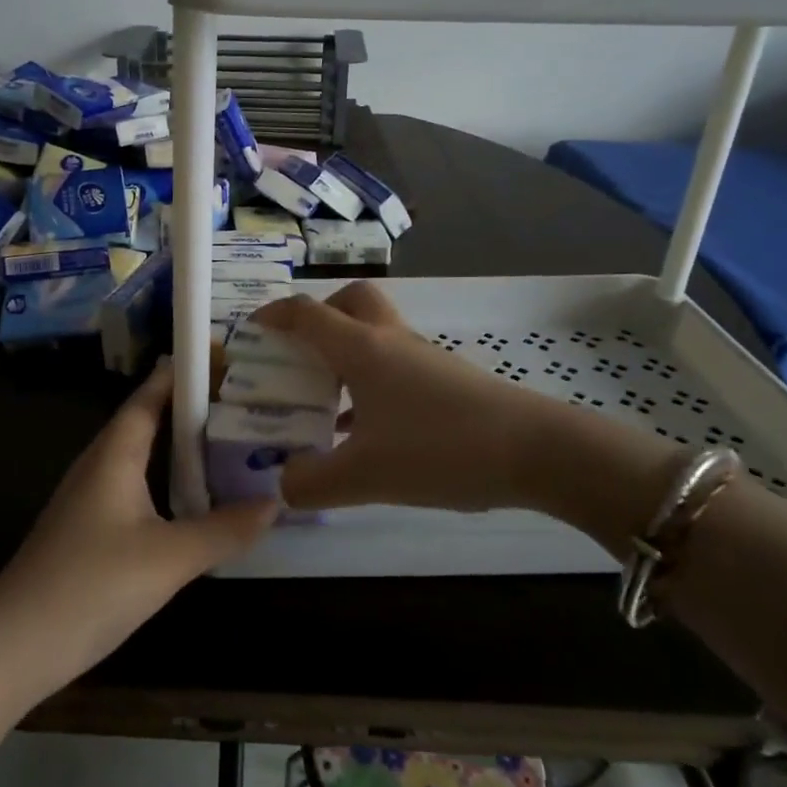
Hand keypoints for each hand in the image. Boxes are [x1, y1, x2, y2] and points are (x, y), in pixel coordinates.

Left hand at [0, 359, 277, 688]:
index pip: (153, 392)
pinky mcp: (92, 527)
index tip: (230, 358)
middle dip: (195, 408)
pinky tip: (197, 499)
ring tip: (233, 442)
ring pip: (144, 455)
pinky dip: (171, 481)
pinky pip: (138, 486)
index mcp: (116, 451)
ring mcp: (93, 495)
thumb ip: (224, 530)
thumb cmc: (93, 584)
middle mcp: (102, 462)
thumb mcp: (169, 558)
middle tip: (247, 401)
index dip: (187, 372)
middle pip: (151, 419)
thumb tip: (275, 503)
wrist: (17, 643)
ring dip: (183, 447)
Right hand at [250, 282, 676, 543]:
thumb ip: (313, 483)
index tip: (251, 330)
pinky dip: (372, 383)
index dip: (273, 315)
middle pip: (350, 302)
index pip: (306, 313)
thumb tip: (284, 484)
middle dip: (320, 317)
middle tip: (302, 355)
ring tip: (326, 401)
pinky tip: (369, 431)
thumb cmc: (440, 449)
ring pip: (375, 335)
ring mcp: (422, 358)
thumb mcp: (366, 476)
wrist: (536, 451)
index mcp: (362, 349)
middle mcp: (390, 341)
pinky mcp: (446, 380)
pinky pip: (395, 365)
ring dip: (346, 355)